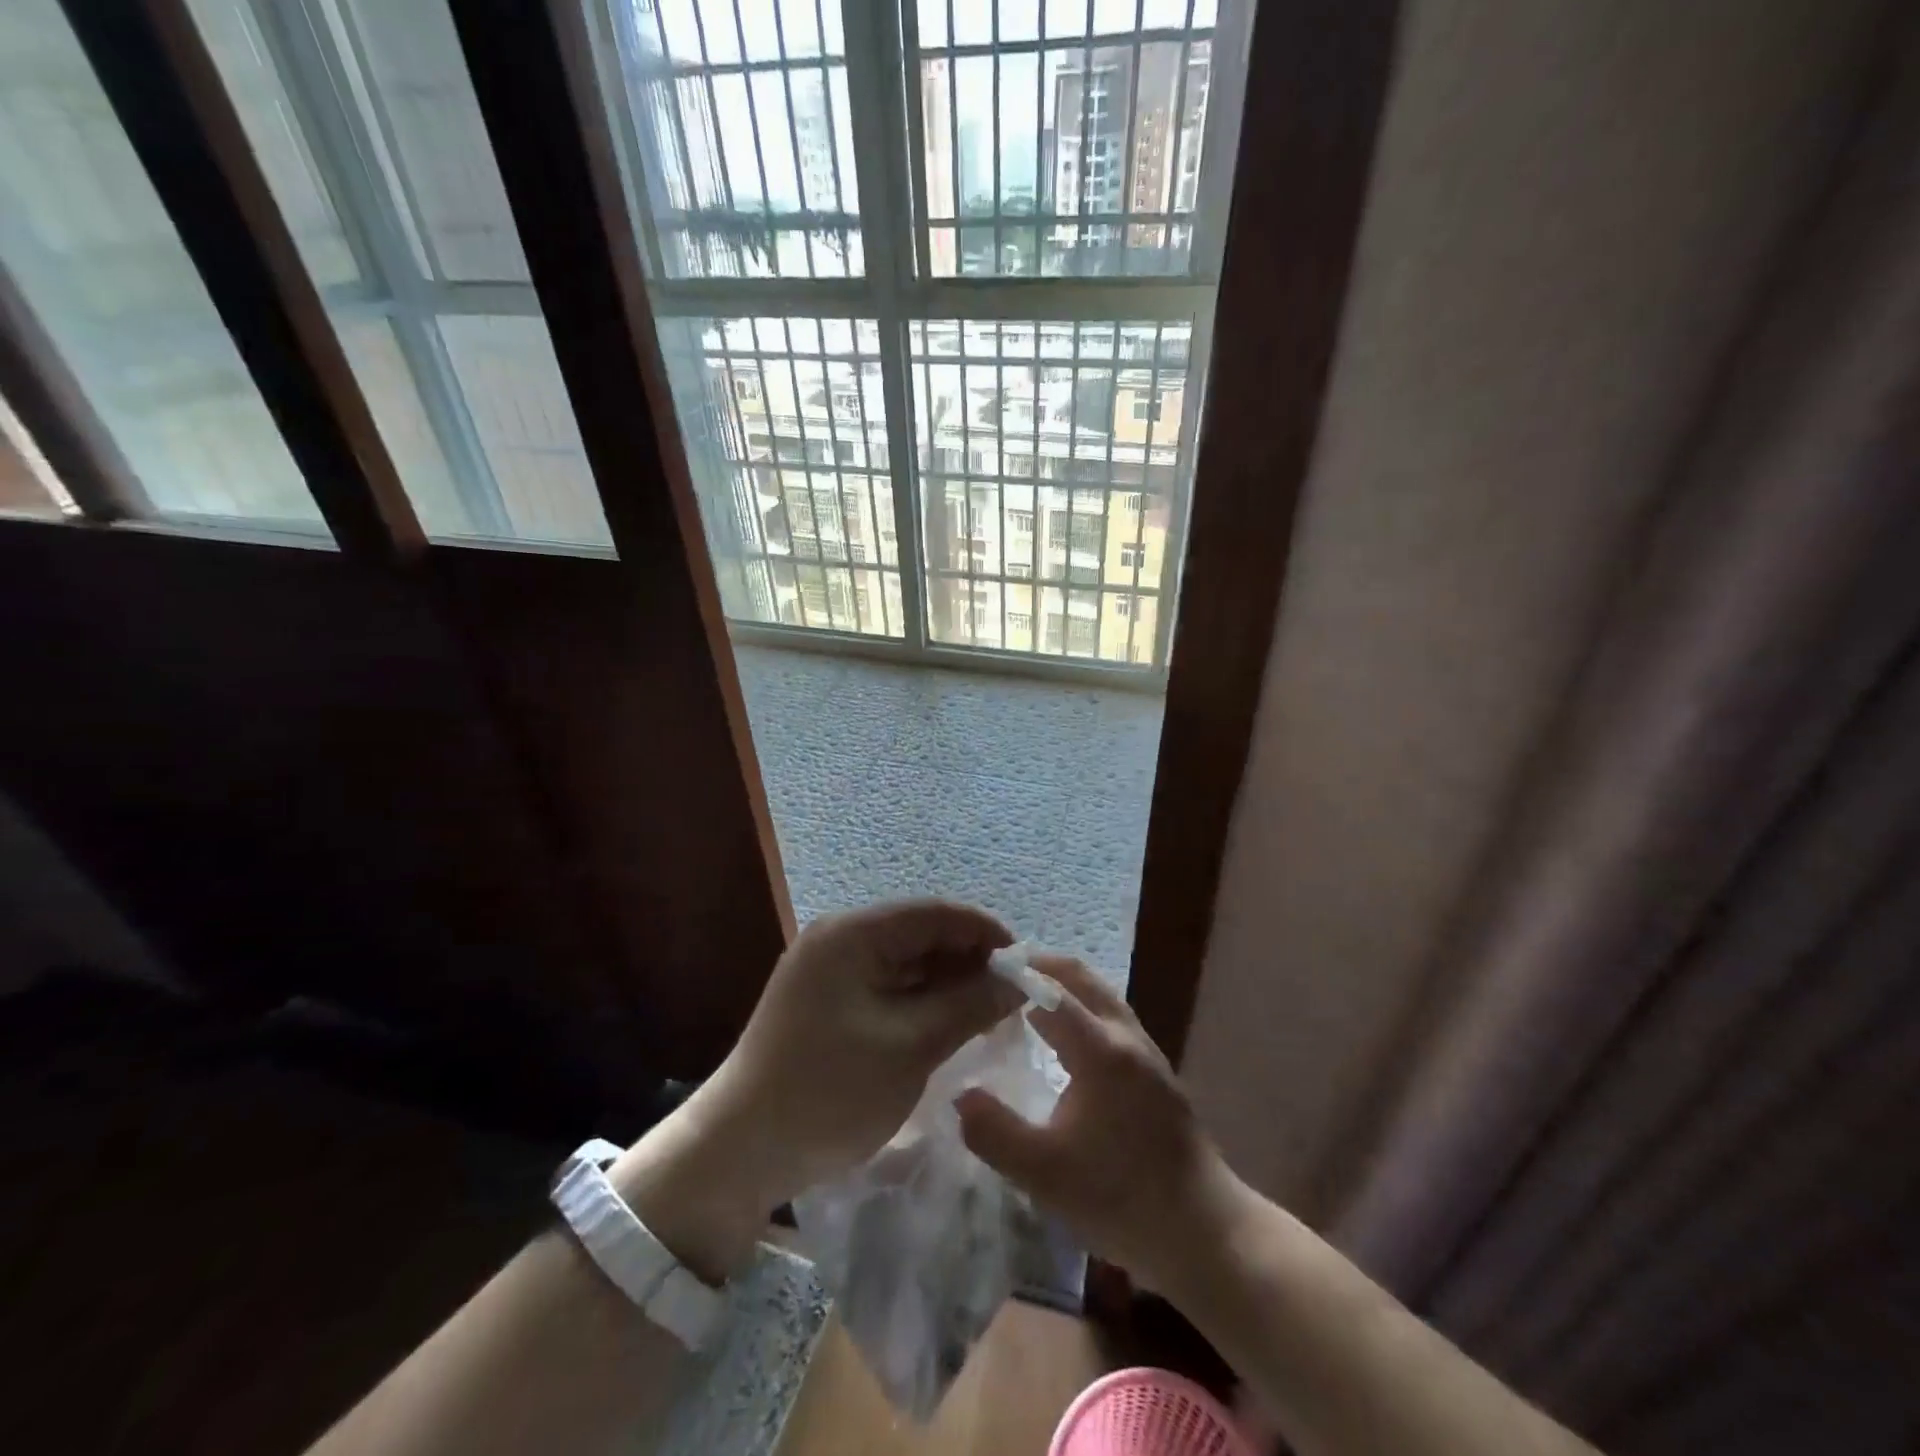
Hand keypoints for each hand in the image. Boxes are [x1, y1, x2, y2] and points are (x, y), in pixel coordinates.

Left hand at [614, 899, 1018, 1280]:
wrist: (740, 1152)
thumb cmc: (829, 1091)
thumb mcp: (909, 1047)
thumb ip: (968, 1005)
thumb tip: (1019, 981)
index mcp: (853, 934)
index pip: (935, 912)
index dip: (985, 932)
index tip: (1027, 965)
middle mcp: (841, 939)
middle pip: (922, 934)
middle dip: (970, 960)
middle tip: (1014, 997)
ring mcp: (832, 970)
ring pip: (908, 962)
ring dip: (949, 983)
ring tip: (992, 1014)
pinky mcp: (830, 1000)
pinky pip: (889, 986)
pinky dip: (923, 1001)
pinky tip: (952, 1024)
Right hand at [955, 955, 1235, 1290]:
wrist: (1206, 1232)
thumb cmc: (1122, 1198)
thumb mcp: (1044, 1175)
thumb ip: (995, 1133)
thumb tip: (959, 1095)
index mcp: (1101, 1050)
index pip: (1053, 990)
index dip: (1018, 973)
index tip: (983, 966)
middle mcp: (1126, 1037)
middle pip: (1083, 978)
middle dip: (1043, 966)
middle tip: (1003, 970)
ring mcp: (1146, 1052)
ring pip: (1101, 996)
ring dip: (1065, 986)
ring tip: (1025, 997)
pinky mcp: (1155, 1073)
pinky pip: (1111, 1018)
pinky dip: (1081, 1007)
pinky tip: (1064, 1039)